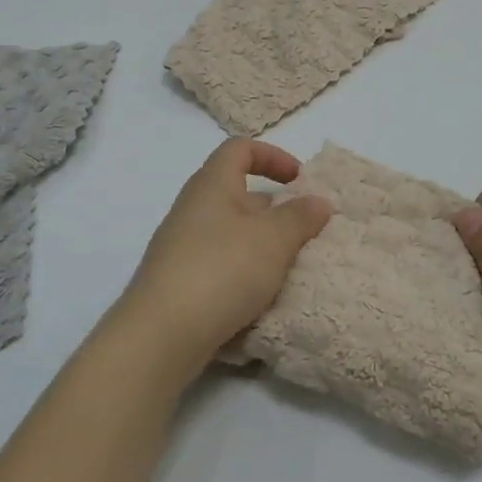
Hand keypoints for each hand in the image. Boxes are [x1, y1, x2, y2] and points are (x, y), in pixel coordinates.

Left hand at [105, 139, 331, 385]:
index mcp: (212, 184)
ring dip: (263, 244)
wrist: (162, 333)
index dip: (273, 156)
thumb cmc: (222, 270)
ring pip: (232, 232)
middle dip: (275, 209)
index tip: (301, 181)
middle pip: (239, 192)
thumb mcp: (273, 240)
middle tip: (306, 231)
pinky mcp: (180, 279)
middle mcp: (193, 207)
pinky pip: (220, 262)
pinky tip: (262, 295)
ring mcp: (183, 245)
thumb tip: (318, 200)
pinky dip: (245, 270)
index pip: (240, 149)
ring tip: (292, 267)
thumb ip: (300, 217)